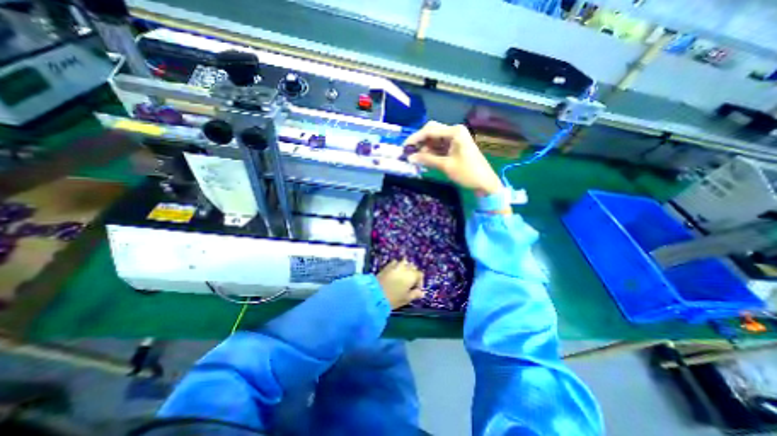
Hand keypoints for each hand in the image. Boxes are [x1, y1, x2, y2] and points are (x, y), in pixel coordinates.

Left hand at [377, 259, 423, 309]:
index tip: (416, 290)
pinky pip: (395, 263)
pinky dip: (397, 266)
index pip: (420, 275)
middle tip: (409, 284)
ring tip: (402, 277)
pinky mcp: (387, 265)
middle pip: (413, 267)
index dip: (419, 282)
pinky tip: (394, 274)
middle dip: (413, 274)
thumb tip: (421, 293)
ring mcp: (396, 265)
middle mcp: (405, 267)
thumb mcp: (406, 298)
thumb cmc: (394, 298)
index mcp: (412, 275)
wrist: (375, 294)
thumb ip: (415, 294)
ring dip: (405, 268)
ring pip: (404, 263)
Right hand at [403, 123, 501, 197]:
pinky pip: (439, 147)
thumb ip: (427, 159)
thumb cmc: (467, 173)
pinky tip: (424, 159)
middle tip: (409, 152)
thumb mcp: (446, 166)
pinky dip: (431, 152)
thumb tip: (410, 158)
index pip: (430, 130)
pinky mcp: (455, 148)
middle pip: (432, 132)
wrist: (485, 183)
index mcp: (455, 132)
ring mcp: (455, 139)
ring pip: (434, 140)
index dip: (415, 138)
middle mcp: (454, 132)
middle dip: (420, 142)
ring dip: (424, 148)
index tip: (404, 147)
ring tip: (414, 158)